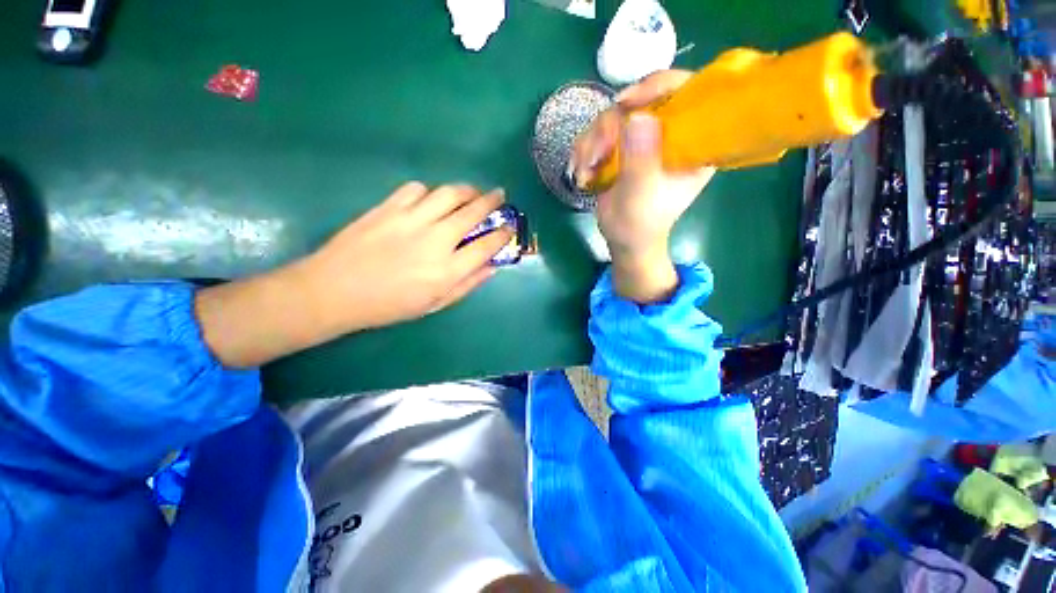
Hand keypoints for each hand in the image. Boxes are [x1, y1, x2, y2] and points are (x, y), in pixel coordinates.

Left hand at [300, 182, 512, 332]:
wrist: (335, 291)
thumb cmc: (389, 305)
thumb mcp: (435, 305)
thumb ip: (467, 285)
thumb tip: (492, 267)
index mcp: (447, 270)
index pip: (486, 245)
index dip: (503, 233)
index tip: (510, 226)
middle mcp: (435, 241)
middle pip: (472, 212)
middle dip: (492, 201)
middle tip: (499, 195)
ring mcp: (410, 220)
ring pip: (448, 193)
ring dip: (466, 190)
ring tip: (471, 192)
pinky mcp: (388, 208)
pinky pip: (416, 189)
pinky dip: (429, 192)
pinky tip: (430, 201)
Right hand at [570, 71, 714, 302]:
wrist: (624, 238)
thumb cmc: (640, 224)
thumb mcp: (641, 197)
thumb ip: (641, 161)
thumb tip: (639, 117)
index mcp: (694, 142)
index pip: (688, 92)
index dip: (659, 86)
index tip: (626, 103)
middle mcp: (671, 132)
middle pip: (642, 99)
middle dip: (611, 126)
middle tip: (595, 154)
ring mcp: (644, 137)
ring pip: (615, 115)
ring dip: (592, 142)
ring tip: (584, 171)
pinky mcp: (624, 145)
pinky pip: (600, 131)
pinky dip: (586, 149)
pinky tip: (583, 170)